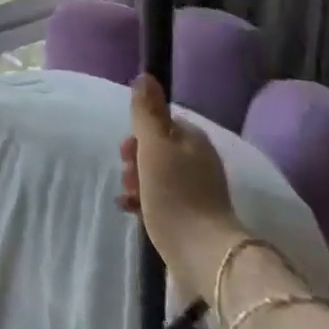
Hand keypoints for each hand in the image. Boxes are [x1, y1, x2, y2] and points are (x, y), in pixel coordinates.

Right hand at [116, 74, 246, 302]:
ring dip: (136, 180)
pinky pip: (161, 198)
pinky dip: (144, 200)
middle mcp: (199, 161)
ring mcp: (198, 191)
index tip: (126, 149)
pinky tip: (130, 209)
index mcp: (193, 139)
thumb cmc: (174, 192)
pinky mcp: (192, 216)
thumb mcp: (154, 144)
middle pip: (156, 148)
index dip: (138, 132)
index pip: (160, 123)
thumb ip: (147, 110)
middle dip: (135, 158)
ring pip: (156, 173)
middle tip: (127, 173)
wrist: (202, 253)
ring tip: (128, 196)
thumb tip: (145, 75)